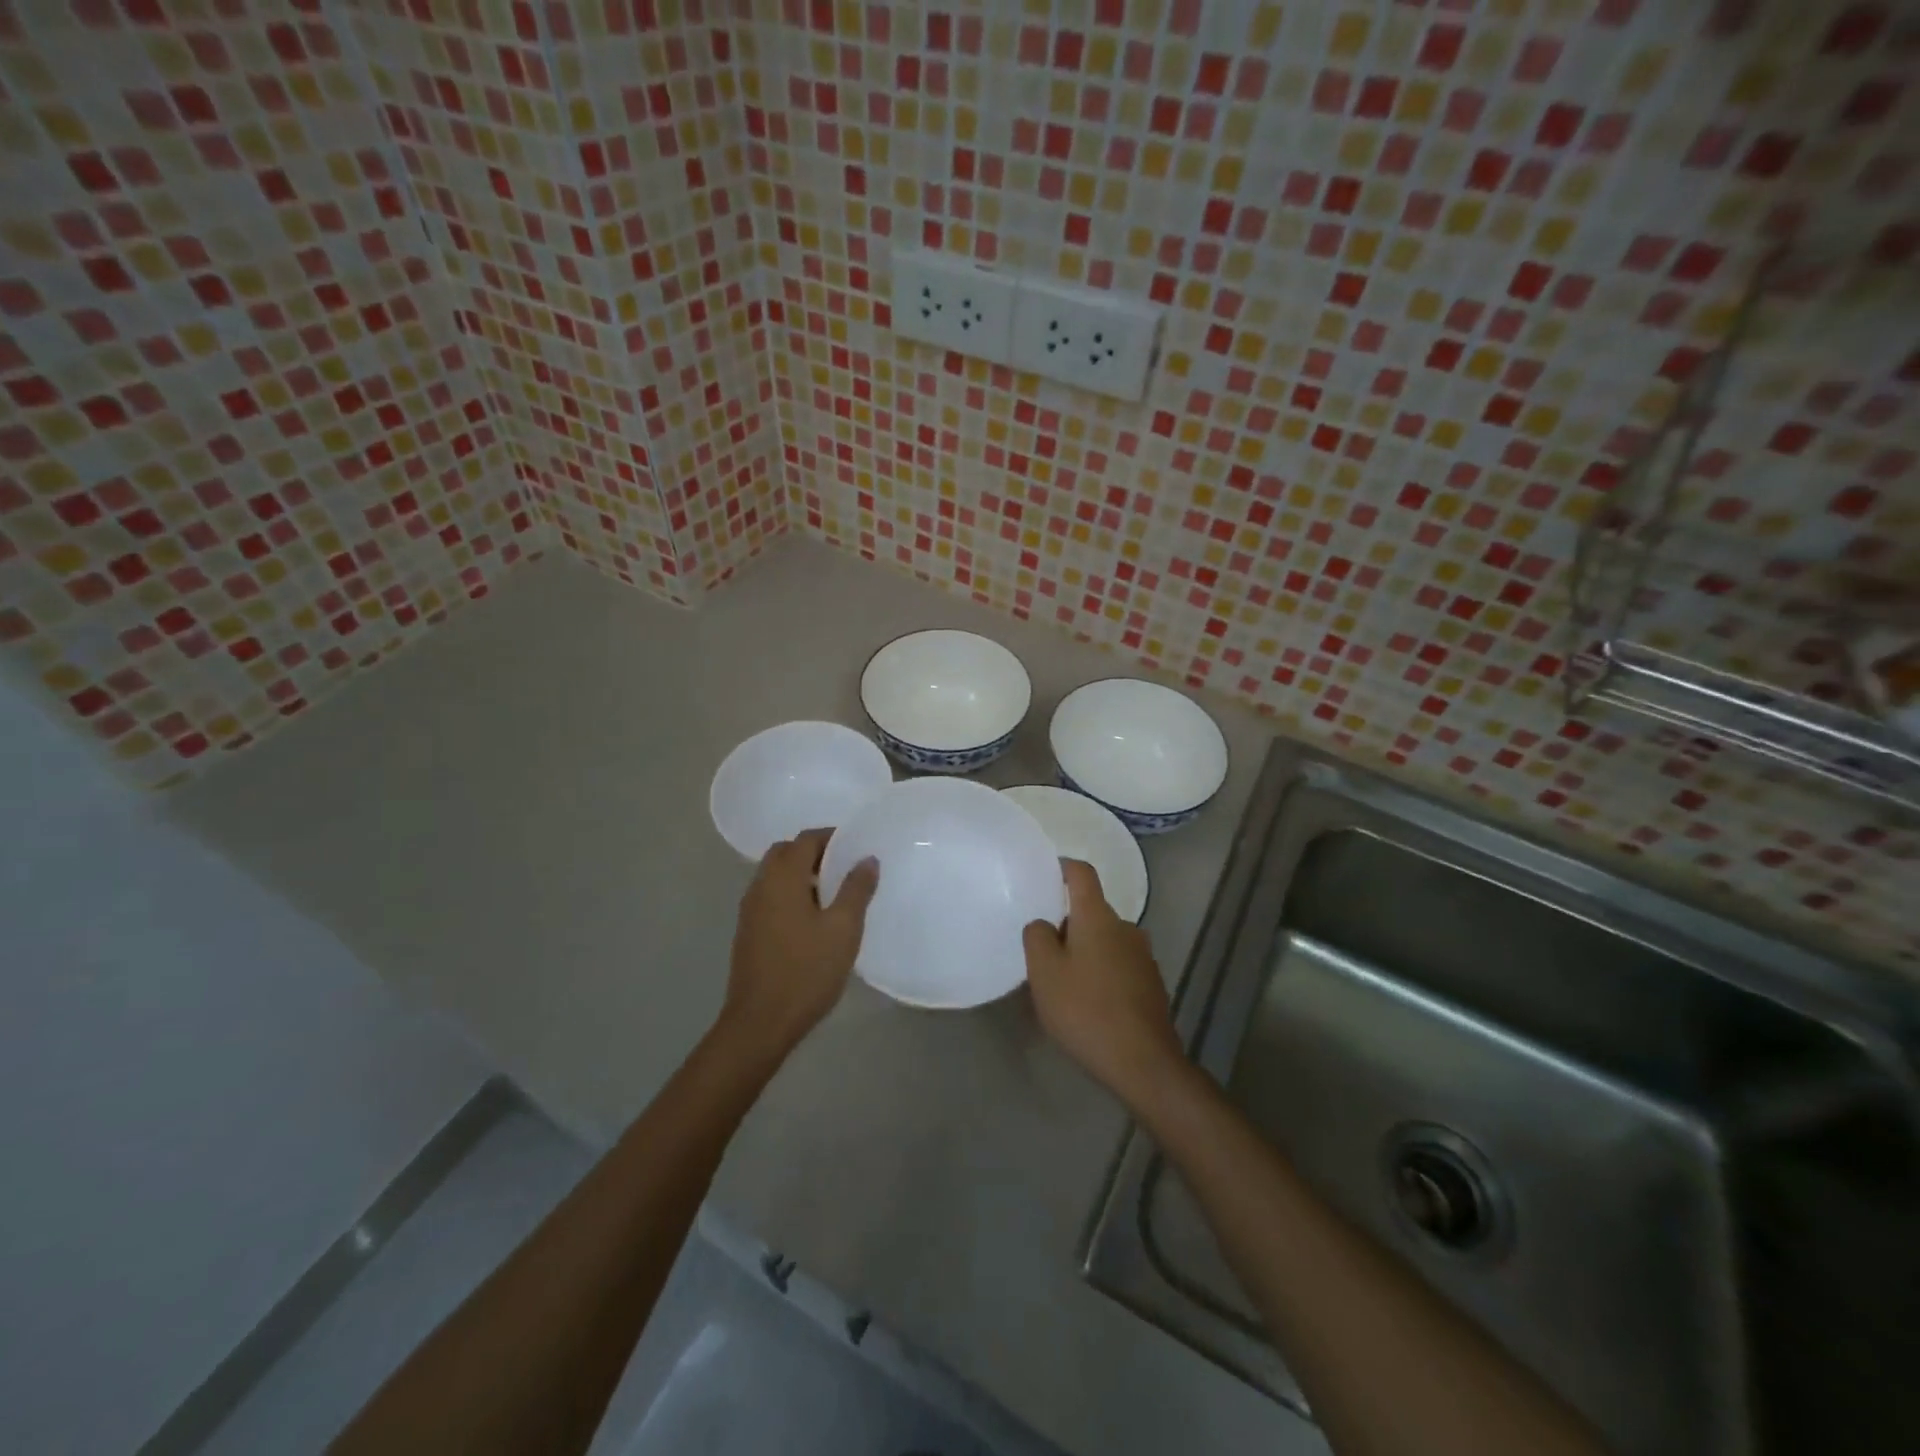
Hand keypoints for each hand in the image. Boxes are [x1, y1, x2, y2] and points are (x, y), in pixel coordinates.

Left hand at [721, 829, 878, 1060]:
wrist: (760, 1022)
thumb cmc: (807, 970)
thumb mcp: (843, 929)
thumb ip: (857, 889)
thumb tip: (867, 858)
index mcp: (783, 878)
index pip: (806, 839)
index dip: (832, 837)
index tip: (857, 847)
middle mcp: (761, 886)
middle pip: (786, 852)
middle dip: (814, 852)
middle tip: (844, 867)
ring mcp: (750, 910)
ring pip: (775, 875)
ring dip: (801, 873)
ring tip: (833, 893)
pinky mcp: (748, 931)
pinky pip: (770, 895)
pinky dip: (790, 892)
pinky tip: (812, 919)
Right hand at [1023, 860, 1185, 1102]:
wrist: (1142, 1062)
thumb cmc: (1085, 1009)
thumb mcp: (1044, 973)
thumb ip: (1037, 937)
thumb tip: (1043, 924)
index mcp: (1097, 917)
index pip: (1082, 873)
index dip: (1063, 867)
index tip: (1045, 874)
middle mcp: (1125, 927)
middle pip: (1091, 911)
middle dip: (1067, 924)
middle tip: (1042, 950)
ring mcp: (1143, 956)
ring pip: (1105, 940)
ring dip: (1085, 951)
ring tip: (1063, 982)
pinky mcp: (1151, 984)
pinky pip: (1118, 965)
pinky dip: (1101, 973)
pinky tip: (1089, 1003)